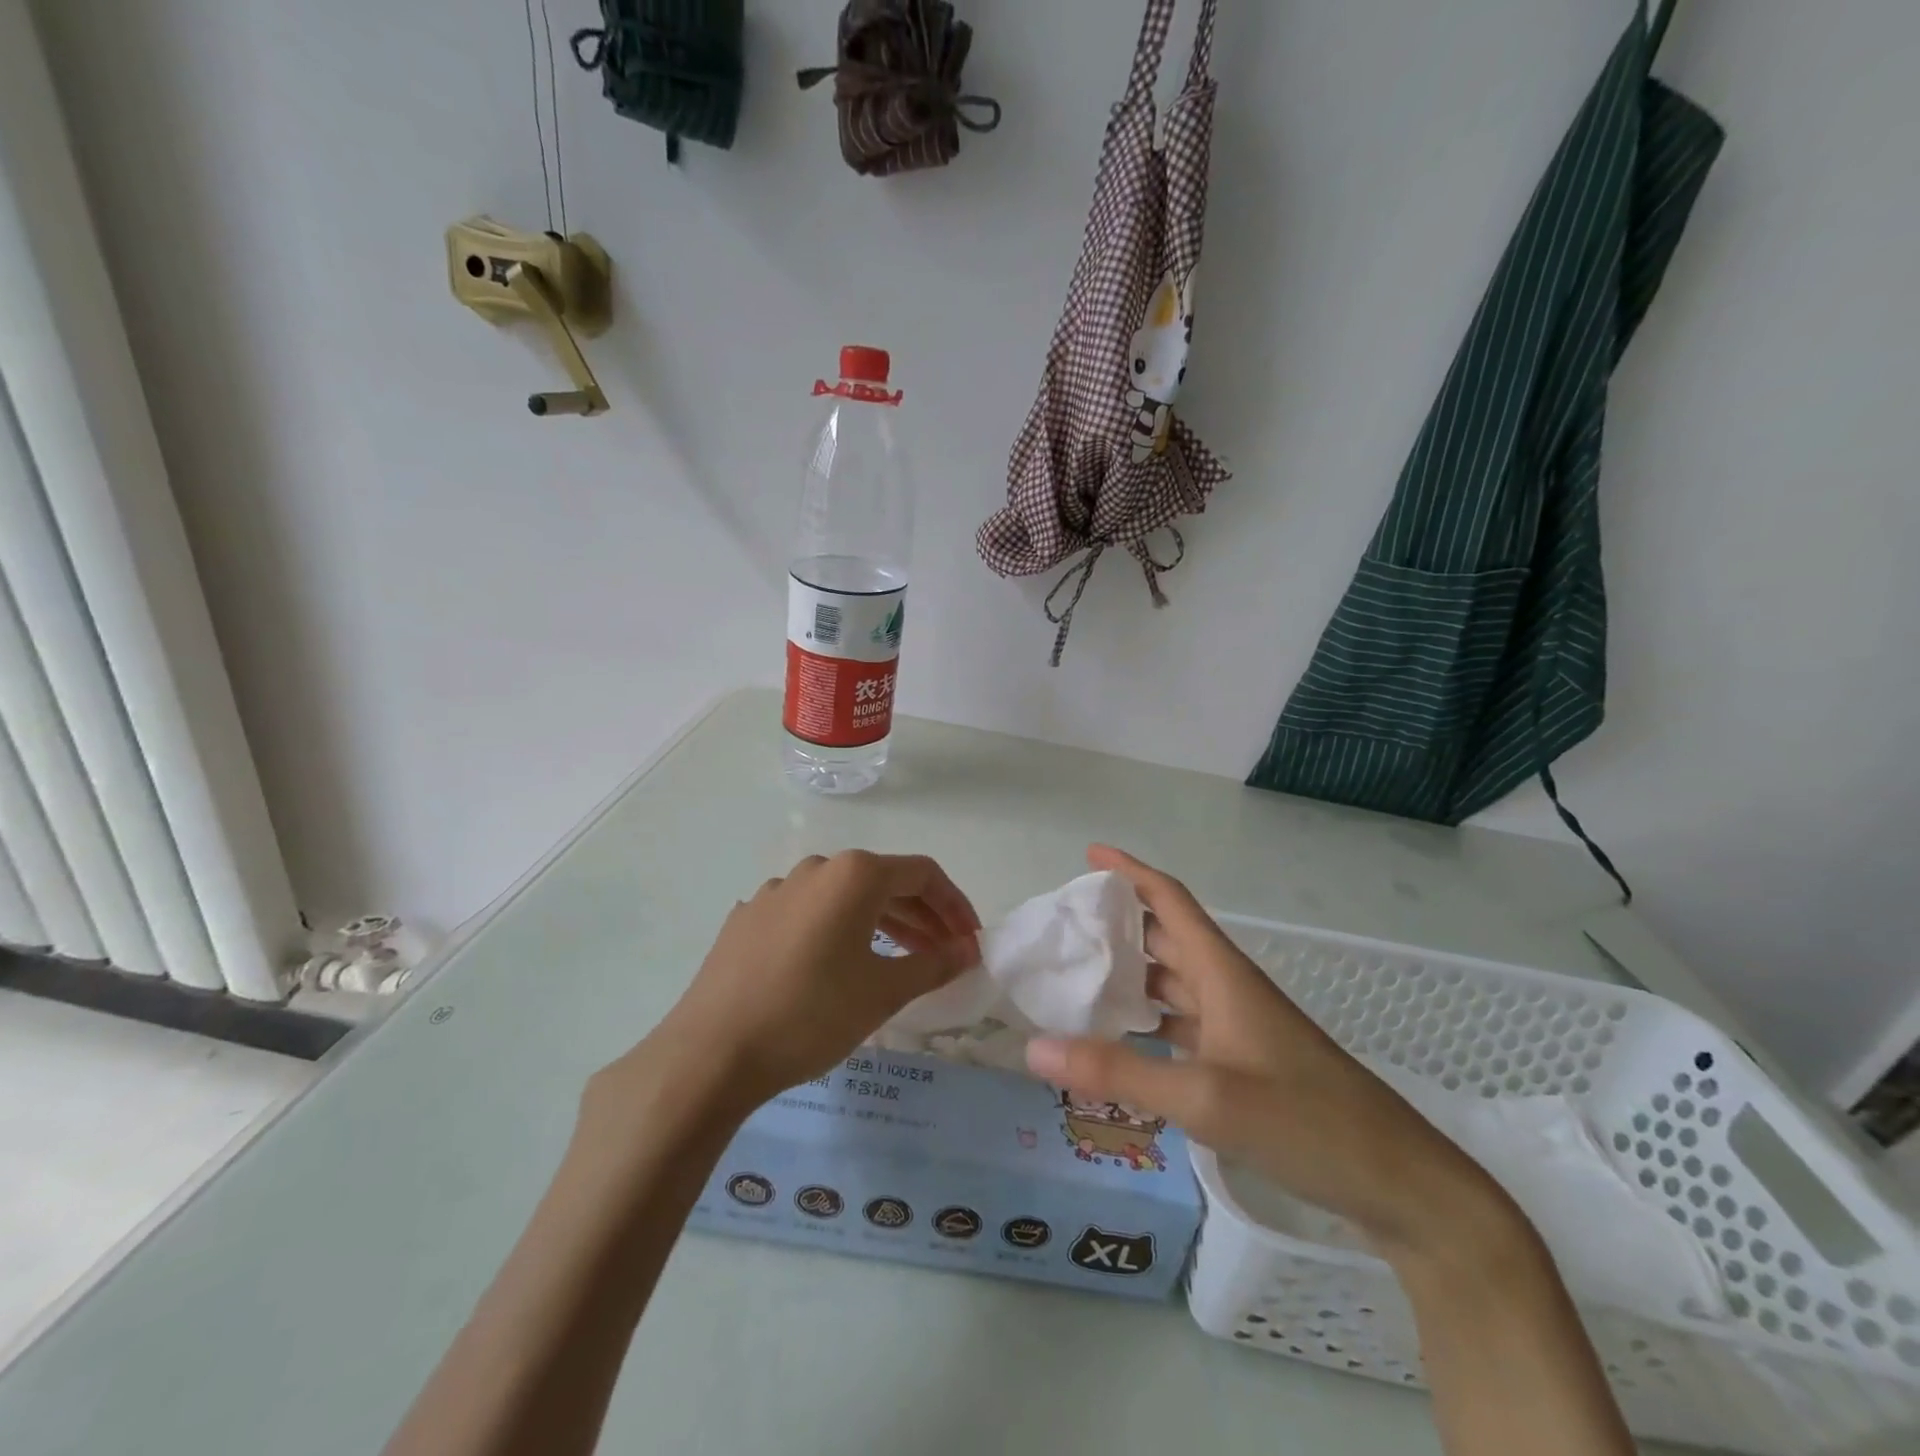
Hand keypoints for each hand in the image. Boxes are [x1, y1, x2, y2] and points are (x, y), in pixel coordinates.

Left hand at [646, 851, 980, 1107]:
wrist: (711, 1052)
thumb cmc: (811, 1014)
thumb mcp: (884, 992)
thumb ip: (934, 964)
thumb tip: (969, 949)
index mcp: (854, 874)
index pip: (922, 874)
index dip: (954, 905)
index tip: (970, 940)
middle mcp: (816, 869)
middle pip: (884, 882)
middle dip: (922, 917)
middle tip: (943, 955)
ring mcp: (777, 890)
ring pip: (844, 898)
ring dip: (881, 924)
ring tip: (900, 961)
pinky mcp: (749, 917)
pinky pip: (808, 913)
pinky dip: (838, 931)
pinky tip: (838, 966)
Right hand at [1025, 846, 1512, 1264]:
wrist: (1397, 1181)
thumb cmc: (1304, 1121)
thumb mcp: (1204, 1098)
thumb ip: (1118, 1071)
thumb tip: (1034, 1046)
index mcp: (1222, 972)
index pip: (1169, 899)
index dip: (1130, 870)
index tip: (1088, 854)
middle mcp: (1228, 987)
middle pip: (1166, 937)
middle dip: (1118, 923)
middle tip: (1066, 926)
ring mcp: (1238, 1025)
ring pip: (1174, 981)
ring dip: (1132, 973)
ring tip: (1079, 976)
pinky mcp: (1245, 1061)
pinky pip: (1183, 1023)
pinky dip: (1150, 1021)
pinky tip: (1122, 1039)